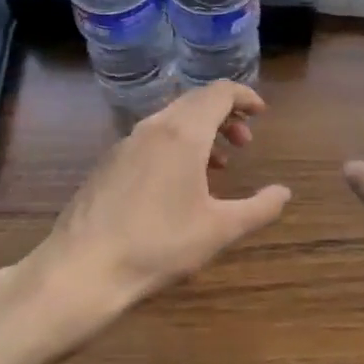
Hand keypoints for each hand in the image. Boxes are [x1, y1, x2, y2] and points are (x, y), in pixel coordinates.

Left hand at [16, 82, 291, 339]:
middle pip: (195, 101)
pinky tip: (177, 185)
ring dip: (200, 132)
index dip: (244, 96)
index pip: (219, 92)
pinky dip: (175, 145)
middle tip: (245, 142)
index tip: (261, 114)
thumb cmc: (157, 246)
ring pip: (171, 120)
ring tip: (218, 166)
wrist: (80, 271)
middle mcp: (153, 127)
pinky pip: (150, 138)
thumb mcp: (219, 230)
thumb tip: (283, 192)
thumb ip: (259, 208)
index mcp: (183, 133)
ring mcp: (125, 143)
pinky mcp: (107, 163)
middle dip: (225, 115)